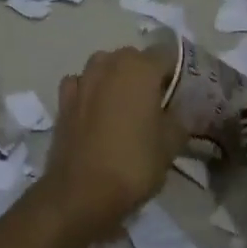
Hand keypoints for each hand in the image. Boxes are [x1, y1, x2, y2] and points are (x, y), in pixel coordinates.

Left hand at [41, 48, 189, 242]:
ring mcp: (81, 81)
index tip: (184, 92)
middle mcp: (108, 65)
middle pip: (133, 58)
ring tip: (127, 106)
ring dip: (116, 79)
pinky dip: (90, 92)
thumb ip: (181, 118)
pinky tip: (97, 112)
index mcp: (139, 68)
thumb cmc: (134, 164)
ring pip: (104, 67)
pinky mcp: (62, 102)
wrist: (80, 193)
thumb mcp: (171, 143)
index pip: (167, 54)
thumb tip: (181, 110)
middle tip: (158, 101)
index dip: (178, 71)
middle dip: (146, 73)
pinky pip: (81, 85)